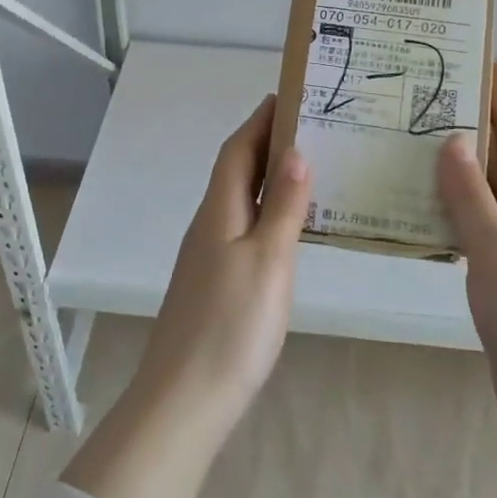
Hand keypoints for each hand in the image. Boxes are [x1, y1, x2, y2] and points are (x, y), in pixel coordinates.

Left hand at [62, 97, 309, 497]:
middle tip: (312, 128)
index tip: (289, 96)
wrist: (184, 401)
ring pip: (239, 200)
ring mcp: (208, 256)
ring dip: (268, 178)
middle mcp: (208, 225)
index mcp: (218, 211)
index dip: (260, 120)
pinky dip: (266, 212)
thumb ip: (282, 206)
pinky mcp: (214, 283)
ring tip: (310, 169)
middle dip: (267, 143)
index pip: (237, 149)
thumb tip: (295, 152)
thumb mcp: (268, 261)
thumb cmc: (231, 326)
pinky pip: (243, 228)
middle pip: (236, 171)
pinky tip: (289, 228)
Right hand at [437, 63, 496, 454]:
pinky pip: (469, 228)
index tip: (488, 63)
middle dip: (472, 127)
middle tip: (430, 97)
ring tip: (413, 143)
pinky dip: (446, 210)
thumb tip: (452, 139)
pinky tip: (417, 210)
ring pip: (479, 195)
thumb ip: (471, 198)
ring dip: (454, 168)